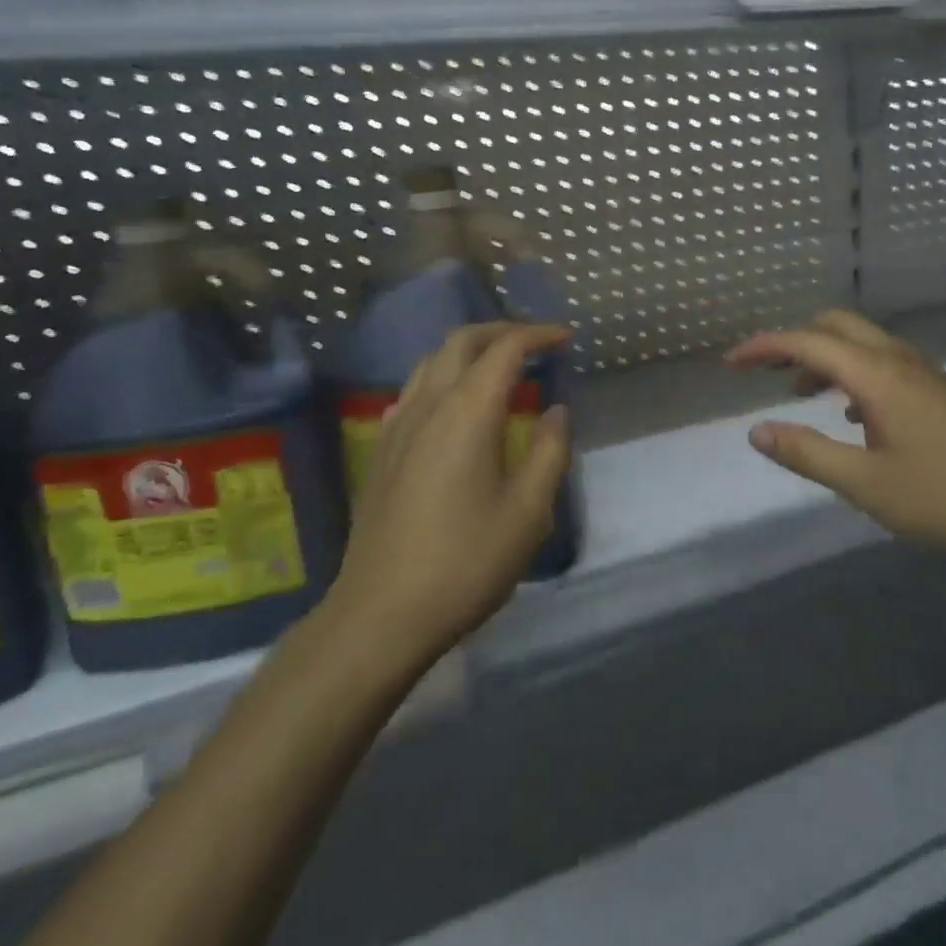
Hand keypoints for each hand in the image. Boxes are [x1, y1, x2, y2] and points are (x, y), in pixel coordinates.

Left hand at [330, 322, 571, 662]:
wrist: (380, 614)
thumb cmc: (465, 562)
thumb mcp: (528, 512)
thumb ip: (548, 452)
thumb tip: (556, 411)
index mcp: (467, 412)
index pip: (504, 349)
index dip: (537, 335)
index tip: (565, 338)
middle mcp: (428, 405)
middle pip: (461, 342)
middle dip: (501, 331)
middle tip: (535, 343)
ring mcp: (397, 426)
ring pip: (431, 362)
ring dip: (469, 351)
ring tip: (499, 367)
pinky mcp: (381, 451)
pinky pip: (413, 391)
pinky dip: (442, 378)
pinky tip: (454, 407)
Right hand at [727, 310, 945, 555]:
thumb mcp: (865, 484)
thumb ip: (807, 454)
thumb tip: (756, 431)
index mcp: (876, 374)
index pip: (806, 342)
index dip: (763, 347)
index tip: (729, 364)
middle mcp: (896, 359)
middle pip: (834, 326)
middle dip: (793, 341)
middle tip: (762, 373)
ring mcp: (921, 372)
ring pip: (859, 343)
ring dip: (822, 357)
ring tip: (796, 394)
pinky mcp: (935, 390)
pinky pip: (879, 362)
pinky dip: (849, 373)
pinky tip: (849, 415)